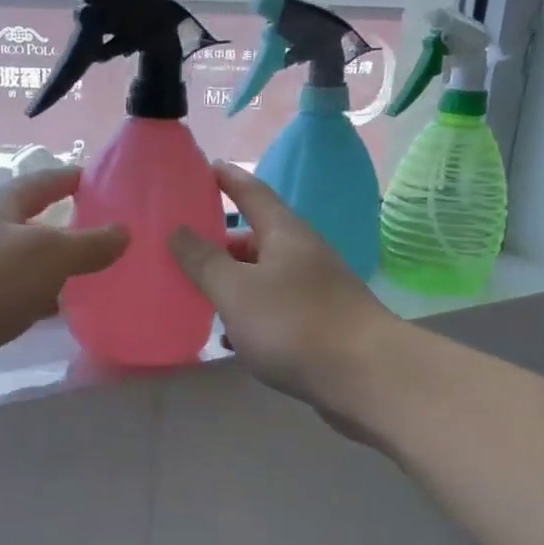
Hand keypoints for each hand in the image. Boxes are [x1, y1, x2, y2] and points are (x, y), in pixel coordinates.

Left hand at [0, 166, 127, 399]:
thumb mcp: (46, 254)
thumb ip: (88, 245)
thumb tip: (124, 231)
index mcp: (1, 206)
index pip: (43, 182)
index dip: (72, 179)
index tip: (102, 181)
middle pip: (33, 223)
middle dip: (68, 227)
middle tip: (109, 236)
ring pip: (25, 264)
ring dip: (55, 269)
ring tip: (95, 276)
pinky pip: (14, 297)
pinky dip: (39, 301)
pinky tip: (60, 313)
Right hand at [168, 163, 398, 427]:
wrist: (366, 377)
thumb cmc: (294, 324)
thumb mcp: (236, 290)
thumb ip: (203, 261)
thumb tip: (177, 230)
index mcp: (285, 233)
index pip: (252, 192)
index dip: (227, 179)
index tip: (204, 167)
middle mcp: (303, 254)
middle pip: (256, 238)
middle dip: (221, 243)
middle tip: (184, 249)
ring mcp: (316, 290)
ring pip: (265, 277)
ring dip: (233, 283)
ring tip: (198, 294)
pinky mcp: (321, 324)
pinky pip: (276, 309)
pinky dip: (250, 315)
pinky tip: (231, 336)